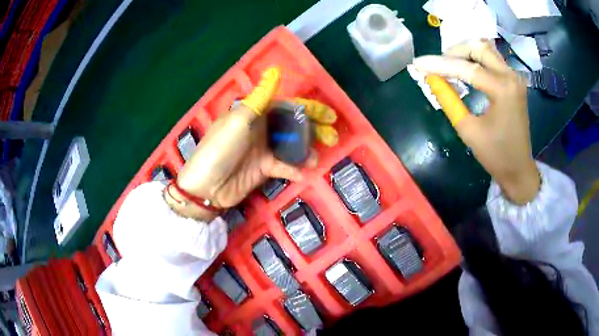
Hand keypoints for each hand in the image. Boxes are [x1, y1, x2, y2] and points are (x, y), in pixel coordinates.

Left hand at [165, 68, 337, 219]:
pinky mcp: (263, 169)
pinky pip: (284, 167)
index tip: (328, 116)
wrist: (206, 187)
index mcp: (254, 114)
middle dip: (313, 130)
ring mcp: (263, 150)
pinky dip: (294, 169)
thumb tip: (275, 71)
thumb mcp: (239, 120)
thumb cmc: (220, 149)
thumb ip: (260, 98)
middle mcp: (260, 129)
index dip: (308, 109)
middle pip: (293, 125)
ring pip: (291, 146)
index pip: (287, 106)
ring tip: (316, 158)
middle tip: (332, 137)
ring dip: (306, 150)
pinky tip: (303, 173)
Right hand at [413, 40, 539, 203]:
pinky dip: (476, 60)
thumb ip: (449, 101)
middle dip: (454, 52)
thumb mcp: (468, 130)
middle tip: (438, 65)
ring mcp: (514, 77)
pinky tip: (466, 70)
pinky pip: (492, 60)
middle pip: (478, 48)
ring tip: (450, 65)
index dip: (440, 65)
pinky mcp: (514, 81)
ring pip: (486, 50)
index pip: (467, 69)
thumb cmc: (496, 155)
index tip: (417, 63)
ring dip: (466, 53)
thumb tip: (432, 80)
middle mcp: (511, 76)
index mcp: (503, 90)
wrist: (519, 169)